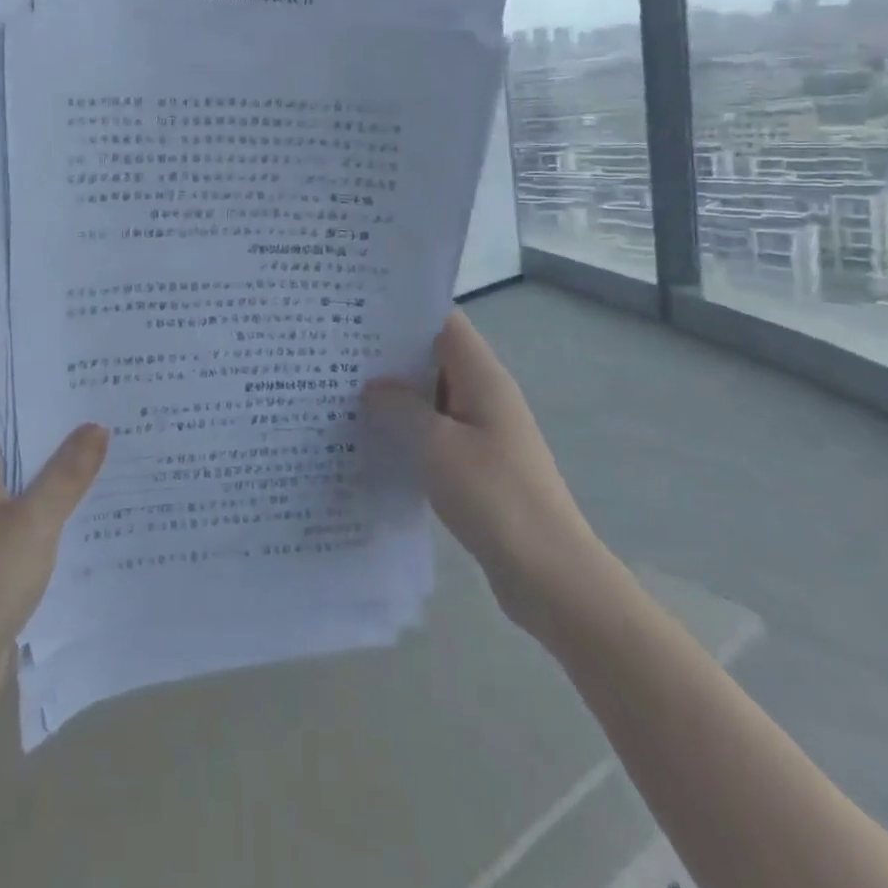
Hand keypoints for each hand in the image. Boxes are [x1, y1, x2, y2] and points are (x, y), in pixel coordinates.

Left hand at [0, 425, 108, 724]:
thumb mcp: (35, 520)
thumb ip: (68, 472)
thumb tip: (97, 425)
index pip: (18, 426)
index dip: (59, 417)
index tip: (102, 406)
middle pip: (27, 462)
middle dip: (70, 454)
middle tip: (122, 436)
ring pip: (31, 499)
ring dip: (66, 492)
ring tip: (121, 473)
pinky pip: (30, 533)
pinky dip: (57, 527)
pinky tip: (97, 525)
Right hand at [362, 312, 607, 639]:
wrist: (549, 575)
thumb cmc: (494, 497)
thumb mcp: (436, 446)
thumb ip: (400, 407)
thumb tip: (373, 386)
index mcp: (483, 378)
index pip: (444, 323)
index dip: (405, 312)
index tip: (359, 314)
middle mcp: (485, 396)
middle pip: (435, 357)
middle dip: (390, 354)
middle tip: (338, 354)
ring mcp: (483, 431)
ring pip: (432, 397)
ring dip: (396, 396)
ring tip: (343, 392)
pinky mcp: (477, 464)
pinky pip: (436, 432)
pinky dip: (407, 429)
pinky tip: (372, 440)